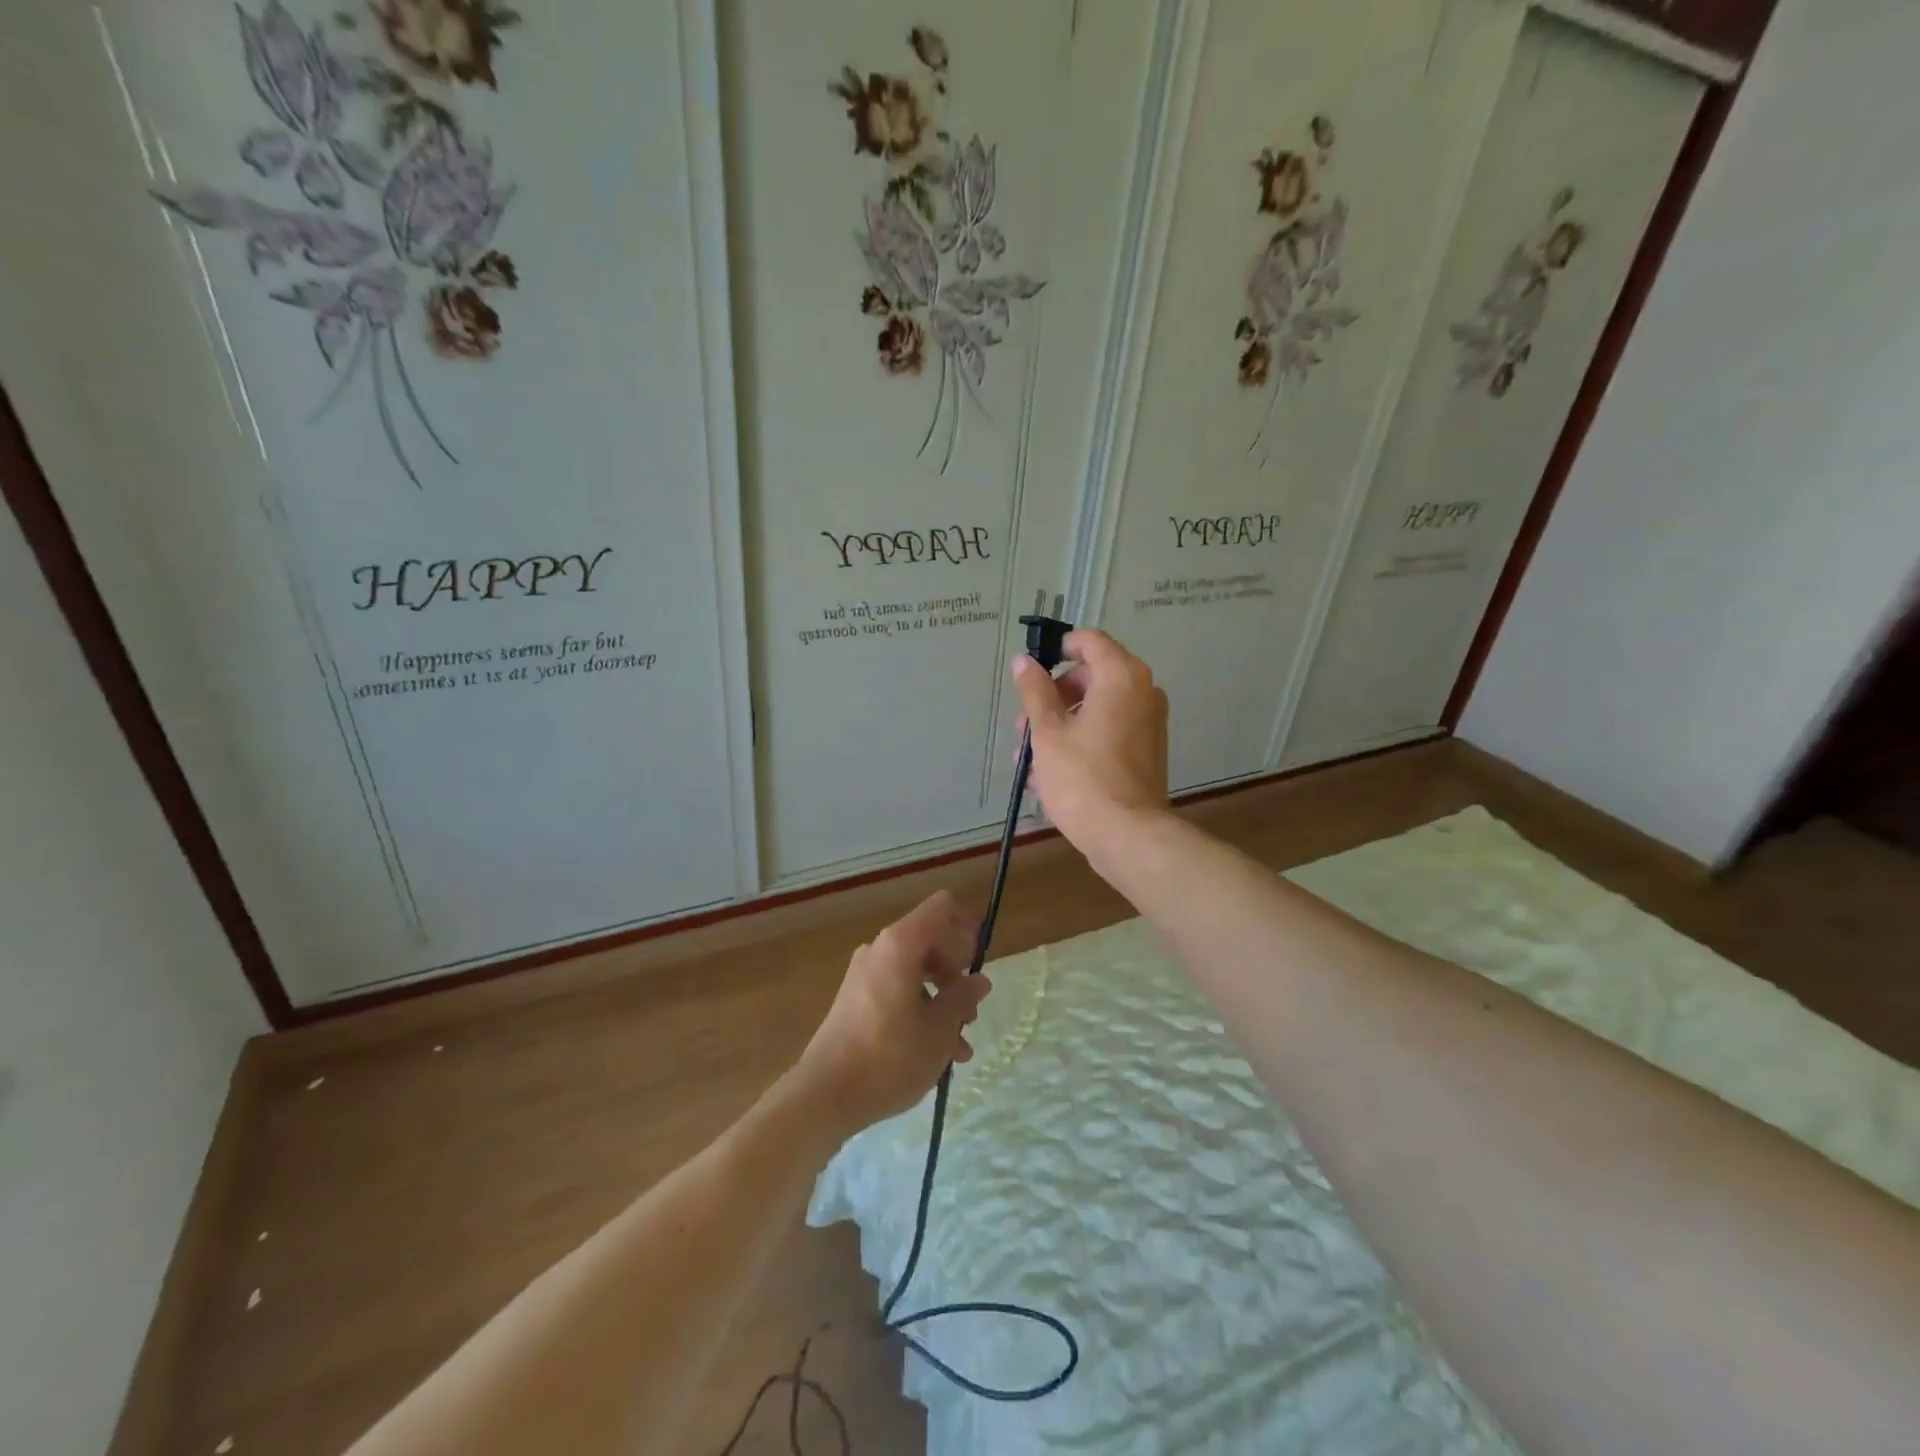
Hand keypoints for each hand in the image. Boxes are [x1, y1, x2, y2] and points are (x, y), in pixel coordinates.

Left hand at [789, 891, 990, 1140]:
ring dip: (942, 997)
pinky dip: (920, 1009)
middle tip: (973, 1007)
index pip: (941, 907)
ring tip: (961, 1041)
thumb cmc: (890, 1056)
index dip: (967, 920)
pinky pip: (897, 990)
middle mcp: (880, 950)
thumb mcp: (940, 1030)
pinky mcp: (855, 1000)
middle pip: (930, 941)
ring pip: (915, 971)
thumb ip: (962, 998)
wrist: (825, 1095)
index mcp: (901, 945)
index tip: (984, 948)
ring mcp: (864, 975)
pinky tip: (938, 1052)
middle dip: (957, 971)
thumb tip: (978, 981)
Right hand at [1010, 628, 1170, 867]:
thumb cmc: (1082, 778)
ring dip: (1061, 724)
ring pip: (1097, 707)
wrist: (1127, 835)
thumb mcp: (1047, 733)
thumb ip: (1035, 691)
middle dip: (1053, 697)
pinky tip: (1050, 772)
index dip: (1057, 649)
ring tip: (1029, 758)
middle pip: (1091, 676)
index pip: (1089, 641)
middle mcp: (1143, 691)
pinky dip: (1081, 740)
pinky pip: (1109, 730)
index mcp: (1121, 677)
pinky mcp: (1147, 750)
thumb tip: (1024, 661)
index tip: (1032, 674)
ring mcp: (1148, 722)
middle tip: (1024, 727)